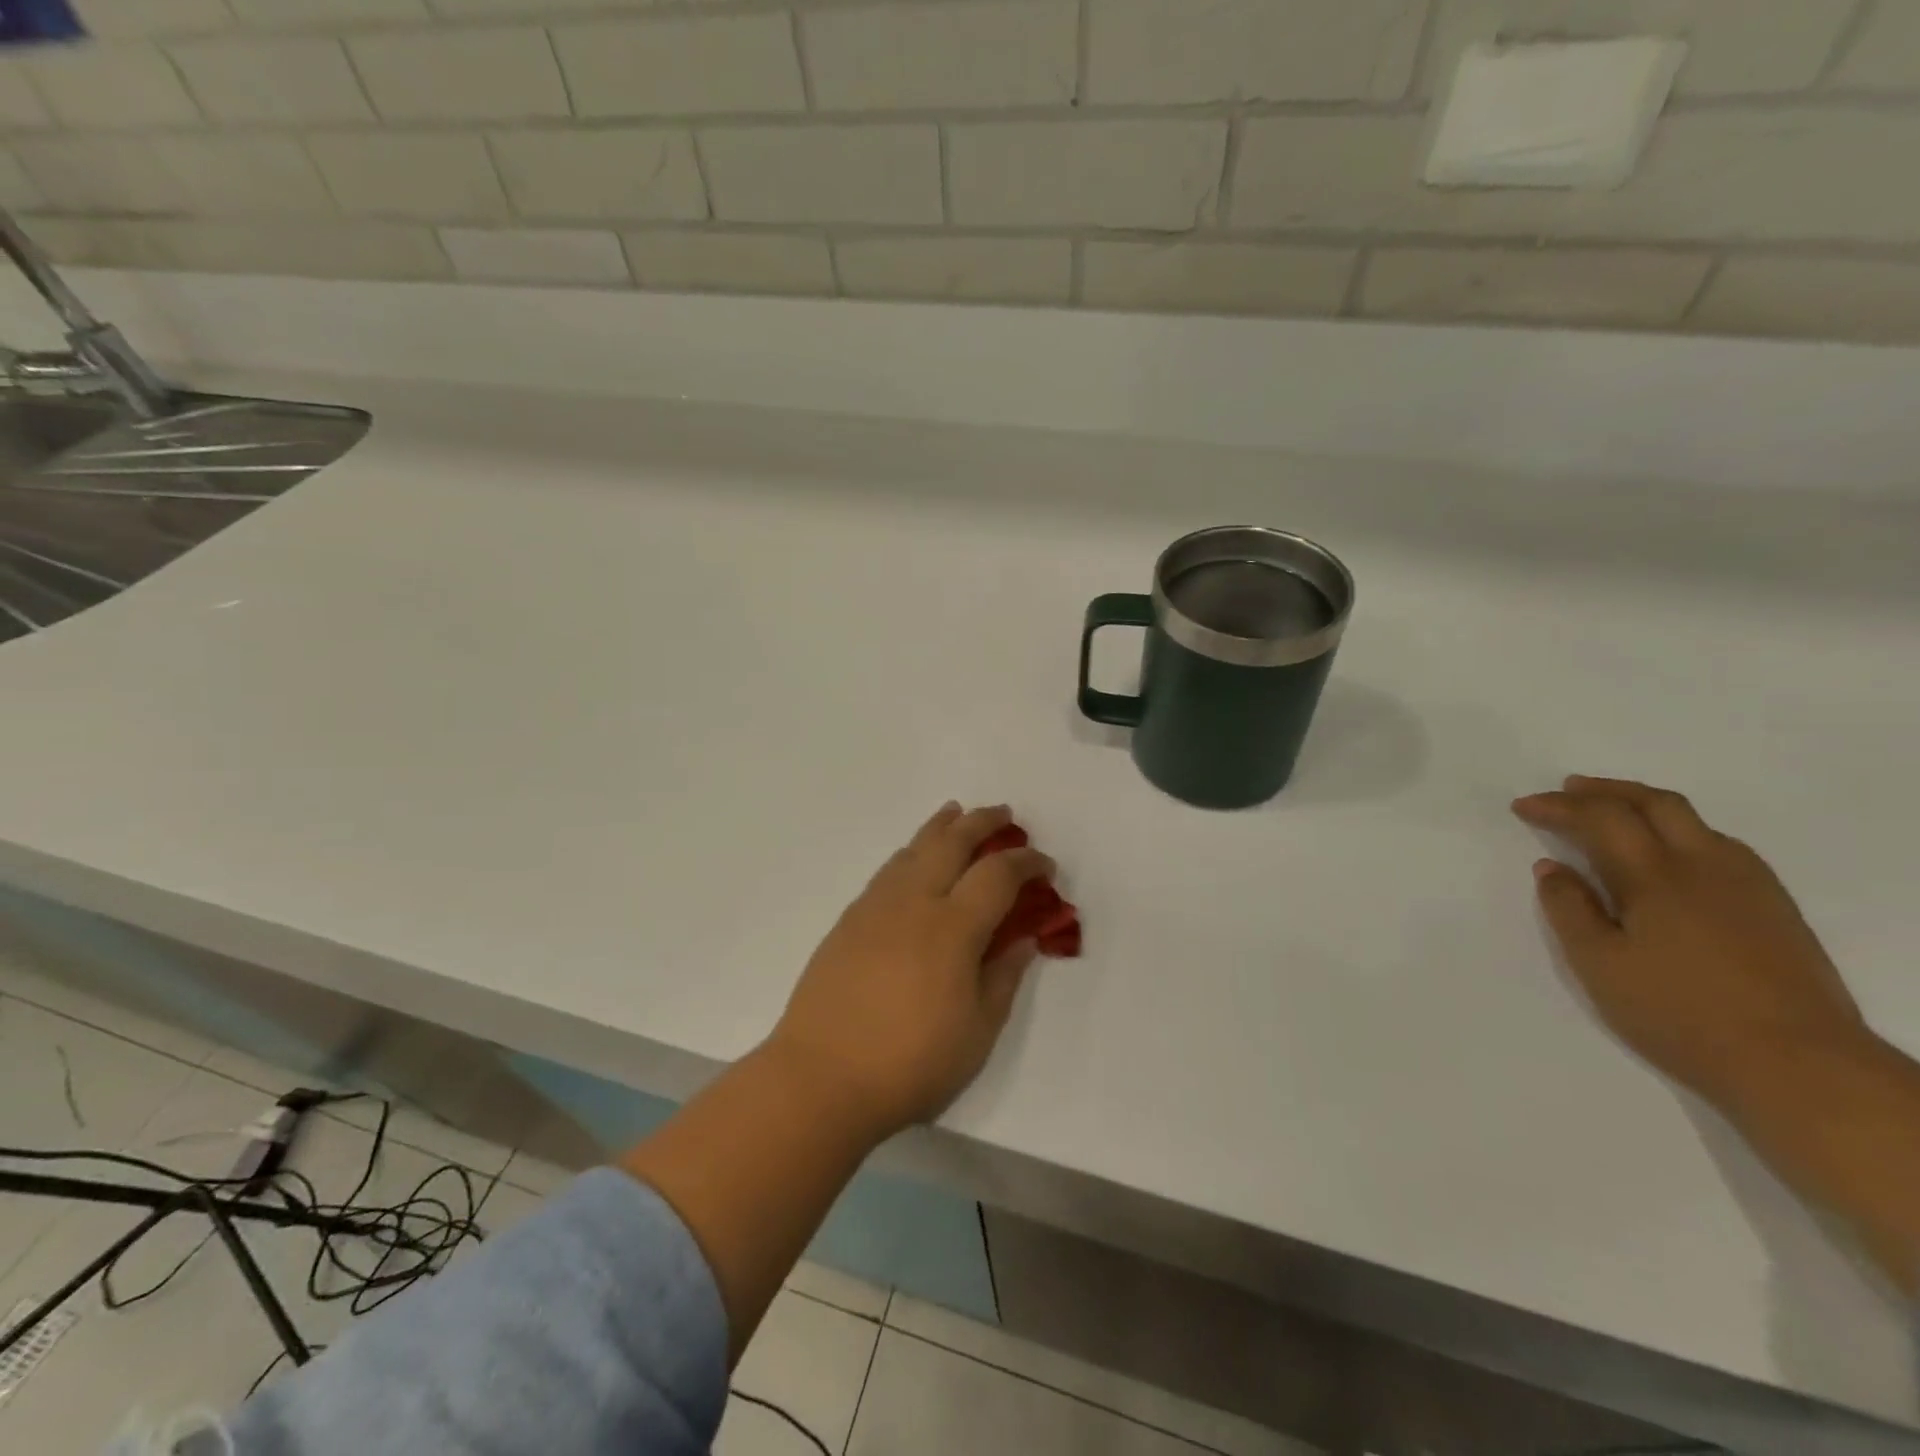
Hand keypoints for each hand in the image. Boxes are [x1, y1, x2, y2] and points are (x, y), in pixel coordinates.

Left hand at [768, 802, 1053, 1138]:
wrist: (820, 1077)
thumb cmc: (910, 1063)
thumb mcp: (978, 1032)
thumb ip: (1003, 977)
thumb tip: (1024, 940)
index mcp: (953, 927)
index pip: (998, 874)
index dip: (1027, 862)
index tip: (1045, 866)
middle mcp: (914, 902)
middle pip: (952, 842)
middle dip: (983, 822)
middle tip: (1005, 815)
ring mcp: (876, 907)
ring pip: (914, 848)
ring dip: (941, 827)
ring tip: (956, 815)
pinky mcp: (849, 920)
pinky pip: (888, 870)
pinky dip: (911, 851)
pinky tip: (914, 859)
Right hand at [1512, 776, 1873, 1112]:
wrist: (1800, 1065)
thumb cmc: (1679, 1013)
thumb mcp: (1599, 964)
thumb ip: (1569, 909)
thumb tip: (1552, 867)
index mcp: (1655, 876)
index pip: (1600, 818)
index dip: (1558, 806)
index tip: (1522, 807)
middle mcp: (1705, 866)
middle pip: (1654, 803)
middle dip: (1605, 790)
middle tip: (1566, 790)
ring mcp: (1748, 885)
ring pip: (1693, 821)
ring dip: (1644, 804)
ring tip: (1612, 813)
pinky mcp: (1774, 907)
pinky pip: (1720, 844)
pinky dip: (1679, 830)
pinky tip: (1667, 854)